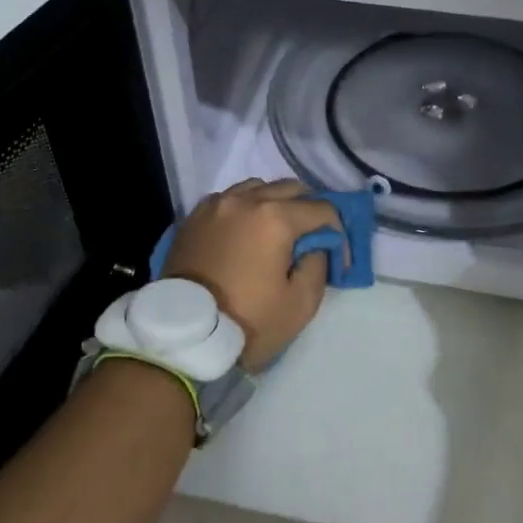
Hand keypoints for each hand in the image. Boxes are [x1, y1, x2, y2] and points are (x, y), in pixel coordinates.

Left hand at [161, 179, 340, 370]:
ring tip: (276, 230)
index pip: (322, 209)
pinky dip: (245, 207)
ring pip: (258, 187)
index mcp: (275, 217)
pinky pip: (230, 198)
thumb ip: (318, 265)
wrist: (184, 335)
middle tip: (312, 238)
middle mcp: (246, 199)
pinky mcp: (195, 216)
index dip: (337, 232)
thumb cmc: (247, 321)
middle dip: (309, 209)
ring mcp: (217, 204)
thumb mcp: (300, 304)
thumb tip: (316, 245)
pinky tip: (245, 230)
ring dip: (275, 202)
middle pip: (291, 189)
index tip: (338, 258)